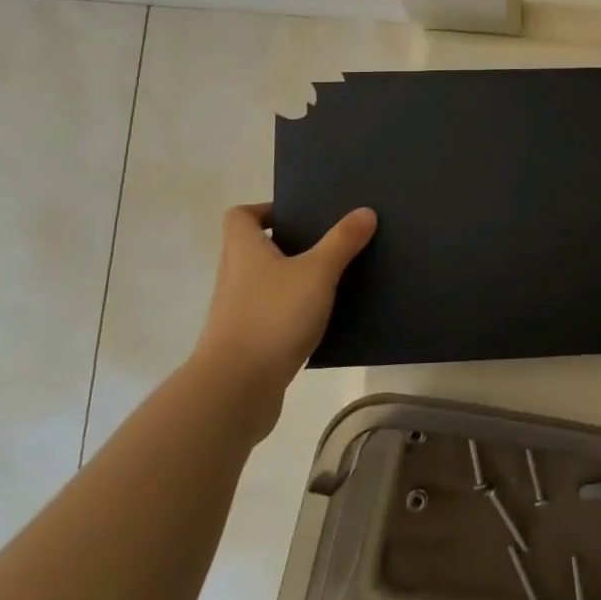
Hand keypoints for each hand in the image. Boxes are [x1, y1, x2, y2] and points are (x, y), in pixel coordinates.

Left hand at [191, 203, 376, 419]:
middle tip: (330, 242)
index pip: (241, 215)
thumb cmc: (272, 317)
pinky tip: (325, 318)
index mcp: (244, 249)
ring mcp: (239, 311)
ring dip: (296, 280)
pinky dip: (295, 312)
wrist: (235, 390)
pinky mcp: (249, 342)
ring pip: (269, 283)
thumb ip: (342, 241)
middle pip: (258, 248)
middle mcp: (236, 275)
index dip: (266, 209)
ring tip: (335, 278)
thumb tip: (365, 211)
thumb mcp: (317, 273)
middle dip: (292, 244)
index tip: (299, 215)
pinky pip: (274, 314)